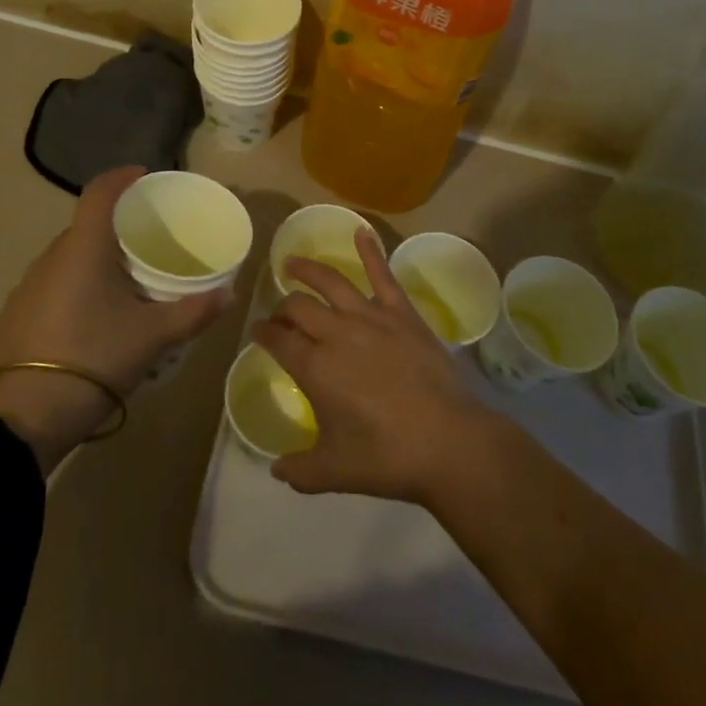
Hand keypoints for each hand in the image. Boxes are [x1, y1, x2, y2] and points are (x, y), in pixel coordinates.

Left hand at [0, 166, 231, 472]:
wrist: (25, 419)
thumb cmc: (94, 359)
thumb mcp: (153, 337)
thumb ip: (194, 312)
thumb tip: (229, 294)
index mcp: (83, 248)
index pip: (99, 192)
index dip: (122, 177)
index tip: (145, 177)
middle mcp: (51, 256)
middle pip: (87, 224)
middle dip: (117, 224)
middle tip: (150, 240)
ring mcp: (28, 285)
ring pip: (70, 255)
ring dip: (97, 257)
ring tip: (127, 279)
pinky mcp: (16, 313)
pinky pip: (55, 281)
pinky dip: (78, 282)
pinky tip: (94, 313)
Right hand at [253, 229, 497, 503]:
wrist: (447, 441)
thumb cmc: (387, 458)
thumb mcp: (334, 472)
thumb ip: (299, 470)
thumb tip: (276, 469)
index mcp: (315, 368)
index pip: (278, 341)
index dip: (263, 333)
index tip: (257, 332)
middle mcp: (336, 334)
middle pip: (299, 308)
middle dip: (282, 308)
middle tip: (279, 314)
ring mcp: (371, 318)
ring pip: (331, 283)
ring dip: (307, 269)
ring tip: (292, 262)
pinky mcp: (402, 313)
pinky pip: (383, 275)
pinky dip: (370, 251)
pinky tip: (361, 232)